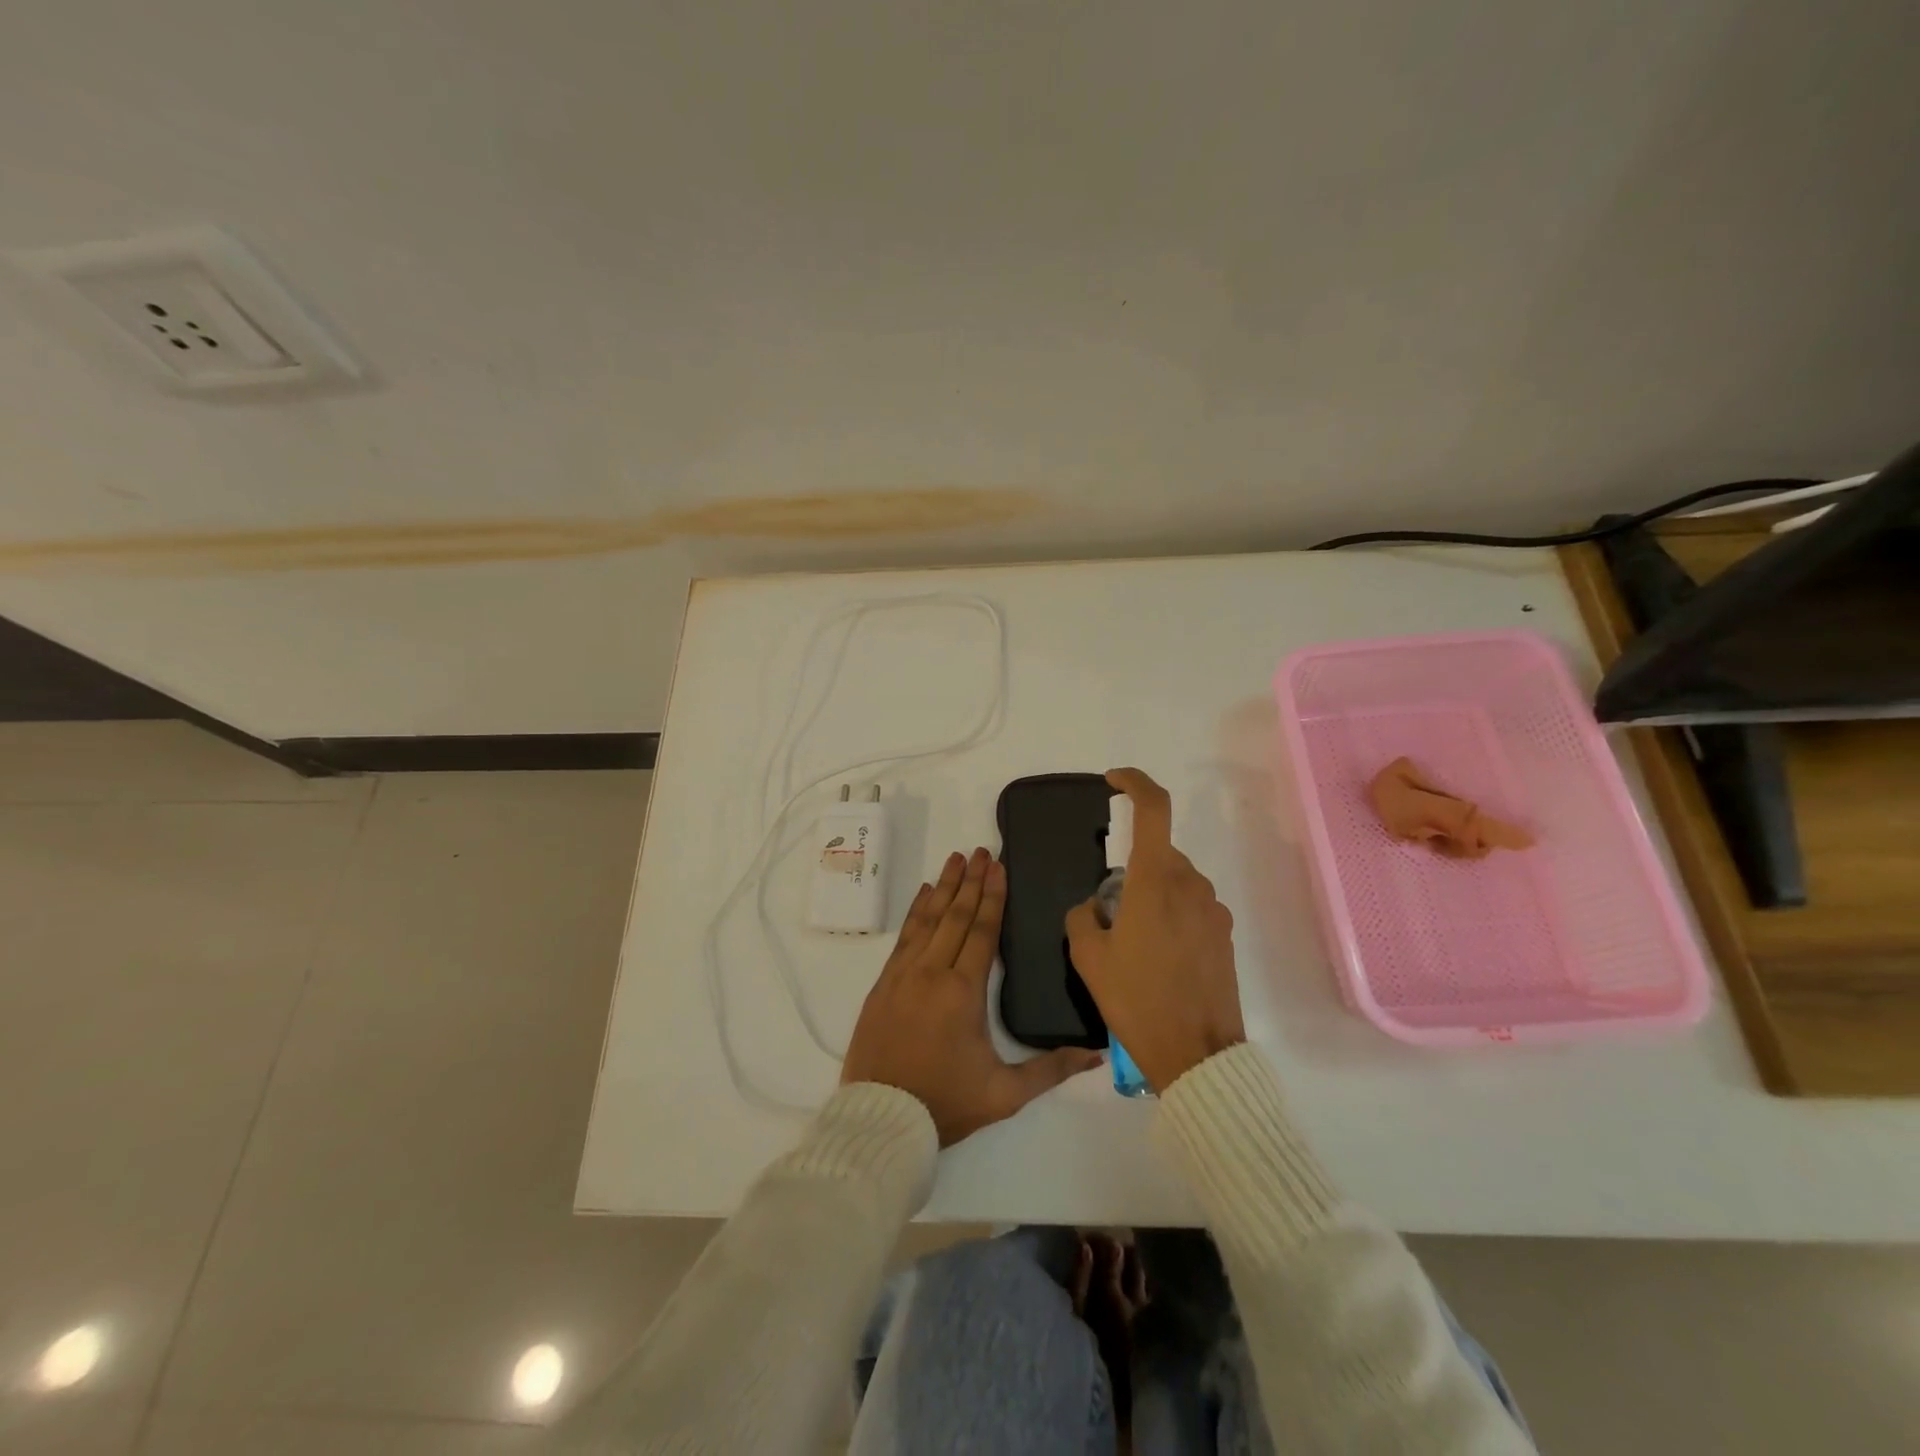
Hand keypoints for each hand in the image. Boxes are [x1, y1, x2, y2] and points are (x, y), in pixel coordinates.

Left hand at [842, 847, 1102, 1145]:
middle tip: (981, 850)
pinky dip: (916, 912)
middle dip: (971, 881)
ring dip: (943, 887)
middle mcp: (932, 972)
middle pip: (955, 916)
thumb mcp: (1005, 1094)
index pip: (982, 932)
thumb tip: (1095, 1057)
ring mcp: (903, 975)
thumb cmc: (946, 1103)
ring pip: (927, 920)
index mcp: (964, 992)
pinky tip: (924, 895)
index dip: (992, 897)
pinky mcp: (884, 984)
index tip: (998, 867)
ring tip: (955, 859)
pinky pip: (904, 936)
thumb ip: (1050, 1070)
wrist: (880, 1118)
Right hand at [1065, 768, 1245, 1091]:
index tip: (1113, 780)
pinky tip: (1159, 961)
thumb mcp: (1088, 957)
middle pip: (1157, 854)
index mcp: (1156, 880)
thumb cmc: (1137, 999)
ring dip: (1151, 898)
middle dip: (1131, 871)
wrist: (1196, 1055)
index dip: (1134, 783)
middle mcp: (1191, 885)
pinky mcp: (1225, 935)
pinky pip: (1191, 908)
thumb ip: (1083, 915)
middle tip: (1110, 916)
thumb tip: (1096, 907)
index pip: (1153, 809)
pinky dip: (1171, 918)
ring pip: (1174, 883)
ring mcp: (1213, 910)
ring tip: (1133, 947)